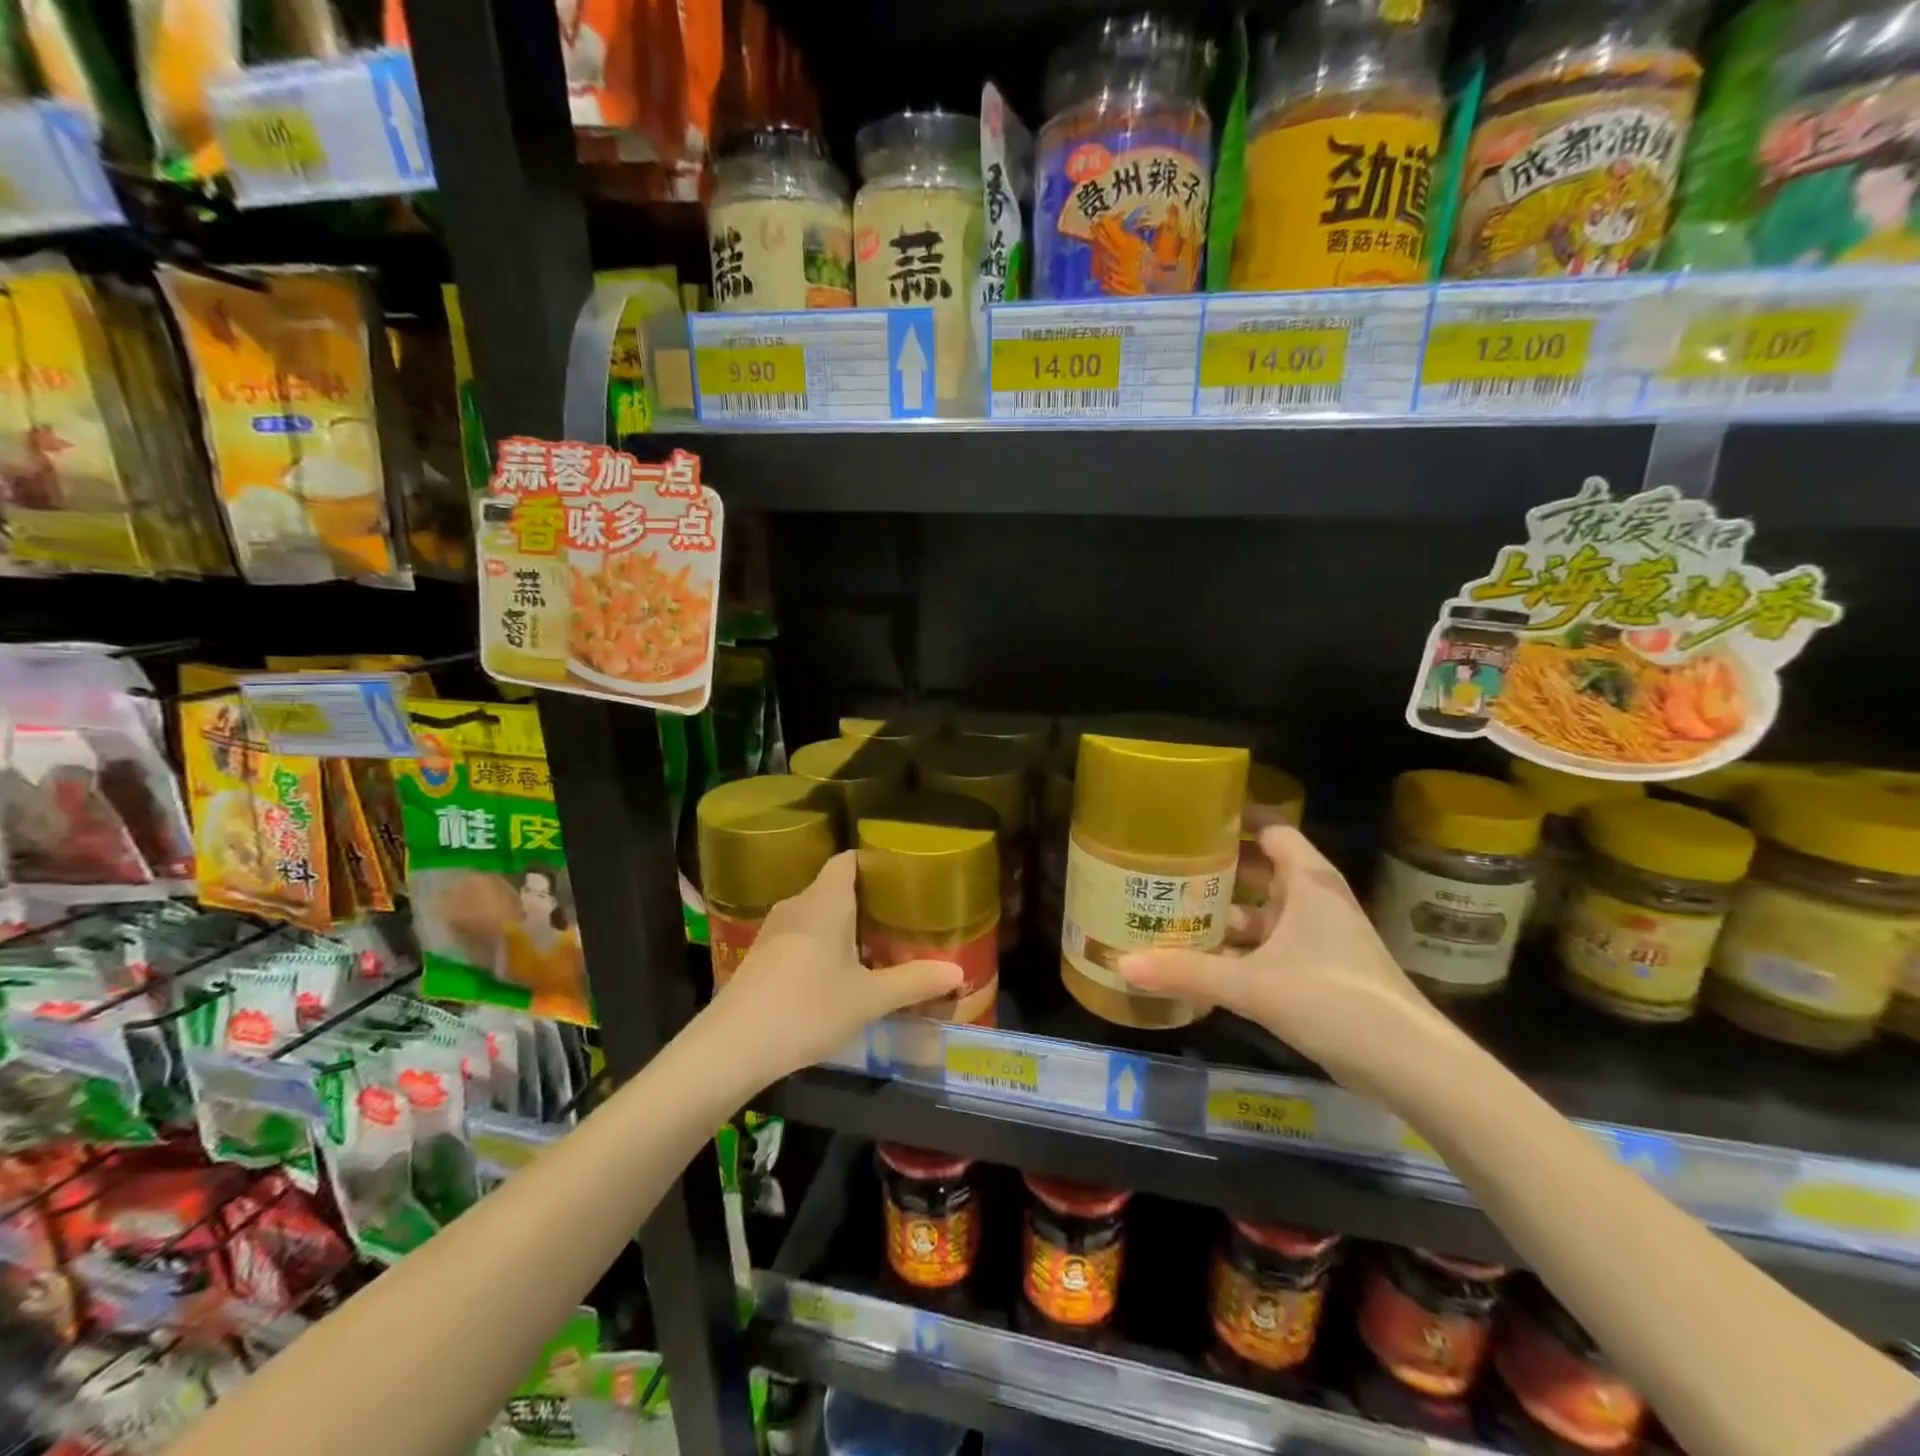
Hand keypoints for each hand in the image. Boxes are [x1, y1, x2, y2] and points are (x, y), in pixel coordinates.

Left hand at [712, 852, 962, 1082]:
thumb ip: (914, 982)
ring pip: (816, 915)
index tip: (903, 878)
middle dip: (866, 900)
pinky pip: (800, 937)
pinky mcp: (760, 957)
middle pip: (834, 887)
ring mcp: (773, 931)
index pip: (849, 860)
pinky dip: (821, 945)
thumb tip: (959, 973)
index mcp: (825, 900)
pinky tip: (836, 974)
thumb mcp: (869, 999)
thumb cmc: (807, 1008)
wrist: (732, 1047)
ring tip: (875, 945)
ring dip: (843, 926)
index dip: (875, 863)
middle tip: (901, 918)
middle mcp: (797, 904)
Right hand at [1118, 826, 1459, 1099]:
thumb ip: (1186, 972)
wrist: (1410, 1065)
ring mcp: (1319, 936)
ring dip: (1225, 911)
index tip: (1191, 817)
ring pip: (1263, 910)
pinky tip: (1202, 958)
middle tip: (1166, 865)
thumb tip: (1121, 964)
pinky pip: (1269, 944)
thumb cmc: (1334, 999)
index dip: (1234, 818)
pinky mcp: (1319, 969)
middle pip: (1260, 868)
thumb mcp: (1252, 984)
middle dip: (1217, 868)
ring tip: (1173, 910)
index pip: (1270, 828)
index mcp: (1307, 882)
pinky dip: (1239, 946)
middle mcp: (1314, 899)